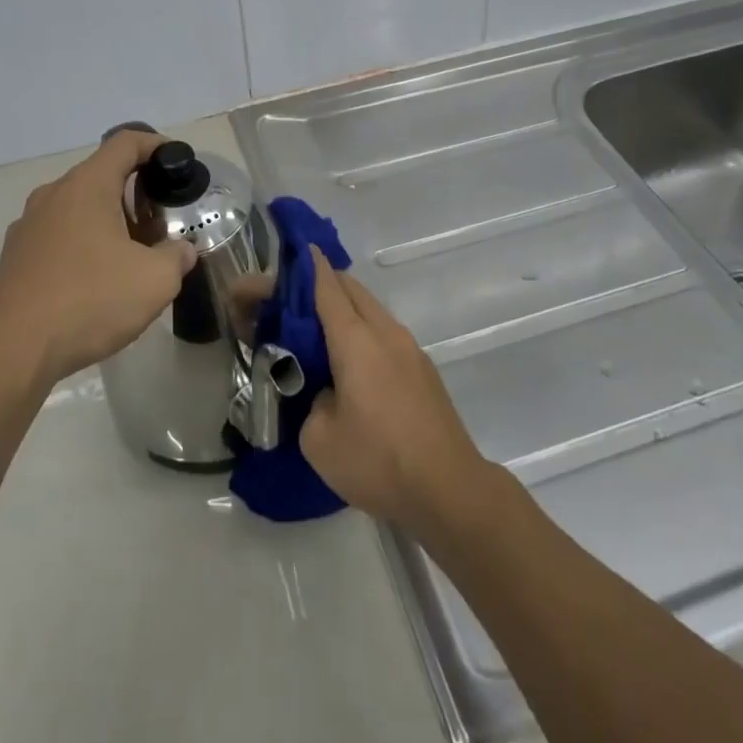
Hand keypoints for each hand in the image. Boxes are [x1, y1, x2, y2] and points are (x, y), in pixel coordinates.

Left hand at [0, 130, 197, 384]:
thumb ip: (177, 256)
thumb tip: (180, 251)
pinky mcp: (15, 256)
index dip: (156, 145)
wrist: (13, 351)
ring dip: (110, 220)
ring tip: (133, 254)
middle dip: (136, 192)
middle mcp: (54, 194)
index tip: (177, 161)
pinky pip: (60, 234)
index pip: (125, 143)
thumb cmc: (90, 300)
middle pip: (102, 175)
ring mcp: (29, 225)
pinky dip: (85, 243)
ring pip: (79, 207)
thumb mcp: (155, 280)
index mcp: (87, 185)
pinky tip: (97, 280)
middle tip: (162, 221)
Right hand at [299, 248, 491, 534]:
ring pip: (372, 310)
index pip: (327, 286)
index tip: (293, 252)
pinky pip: (386, 333)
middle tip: (295, 299)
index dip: (307, 267)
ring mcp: (410, 349)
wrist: (450, 490)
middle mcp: (385, 332)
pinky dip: (364, 332)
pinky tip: (353, 363)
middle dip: (324, 284)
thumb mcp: (319, 440)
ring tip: (320, 332)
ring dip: (346, 309)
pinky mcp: (423, 369)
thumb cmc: (379, 461)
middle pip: (352, 290)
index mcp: (356, 340)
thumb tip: (327, 392)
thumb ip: (311, 401)